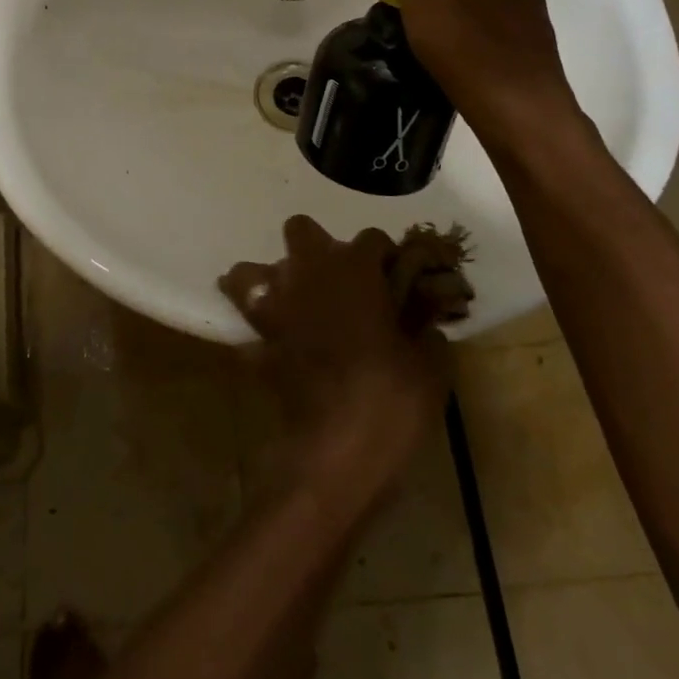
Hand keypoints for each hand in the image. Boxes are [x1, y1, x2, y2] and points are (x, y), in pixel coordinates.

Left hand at [219, 216, 449, 507]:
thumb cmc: (391, 397)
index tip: (395, 279)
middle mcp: (307, 273)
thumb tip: (423, 321)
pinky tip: (276, 345)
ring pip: (249, 271)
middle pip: (301, 230)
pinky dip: (259, 329)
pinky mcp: (256, 340)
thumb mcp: (430, 364)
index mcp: (353, 268)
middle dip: (317, 248)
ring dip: (269, 280)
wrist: (338, 448)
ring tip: (292, 303)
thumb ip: (425, 329)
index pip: (371, 238)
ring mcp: (275, 304)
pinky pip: (248, 323)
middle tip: (339, 283)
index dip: (385, 257)